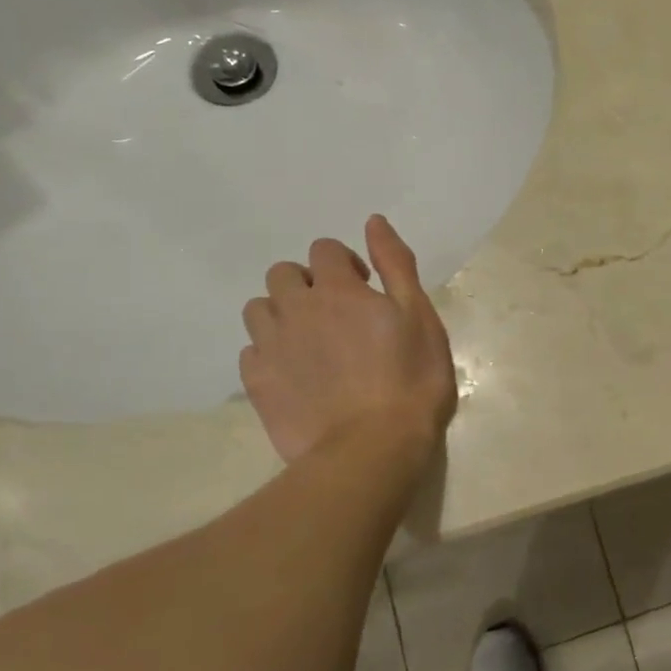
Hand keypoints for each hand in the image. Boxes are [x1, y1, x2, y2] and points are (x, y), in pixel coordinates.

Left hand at [240, 215, 458, 465]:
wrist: (373, 449)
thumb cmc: (410, 380)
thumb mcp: (420, 316)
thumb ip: (395, 265)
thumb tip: (373, 222)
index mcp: (338, 290)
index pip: (325, 250)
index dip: (345, 264)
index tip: (365, 289)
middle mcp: (296, 309)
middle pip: (282, 274)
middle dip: (306, 284)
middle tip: (336, 314)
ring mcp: (271, 347)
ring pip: (259, 309)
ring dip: (282, 314)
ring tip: (310, 342)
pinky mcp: (257, 384)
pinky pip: (250, 351)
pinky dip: (269, 352)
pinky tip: (294, 373)